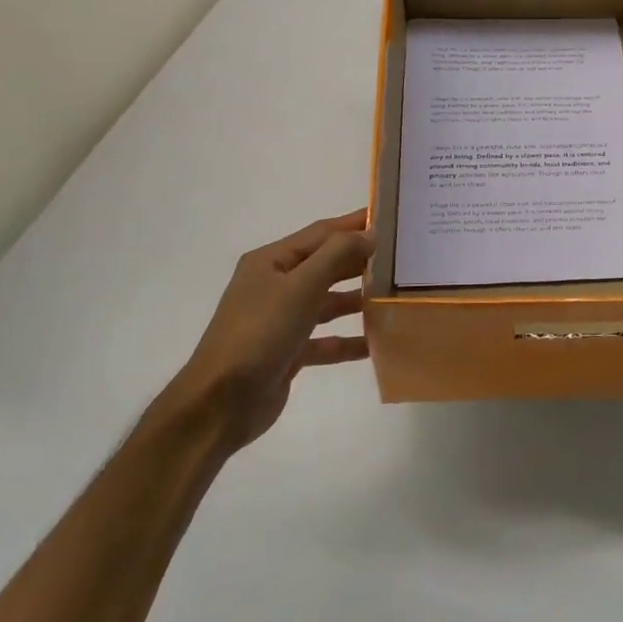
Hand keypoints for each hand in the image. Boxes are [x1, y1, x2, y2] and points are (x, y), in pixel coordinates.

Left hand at [174, 210, 371, 450]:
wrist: (221, 403)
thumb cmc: (260, 334)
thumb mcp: (300, 287)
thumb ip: (337, 255)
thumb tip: (370, 232)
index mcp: (271, 262)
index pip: (321, 233)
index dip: (355, 224)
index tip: (392, 218)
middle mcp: (274, 286)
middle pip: (325, 265)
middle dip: (360, 261)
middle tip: (401, 258)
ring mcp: (280, 321)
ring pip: (326, 303)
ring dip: (357, 300)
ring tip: (394, 297)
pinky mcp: (287, 352)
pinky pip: (325, 340)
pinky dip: (348, 340)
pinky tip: (376, 343)